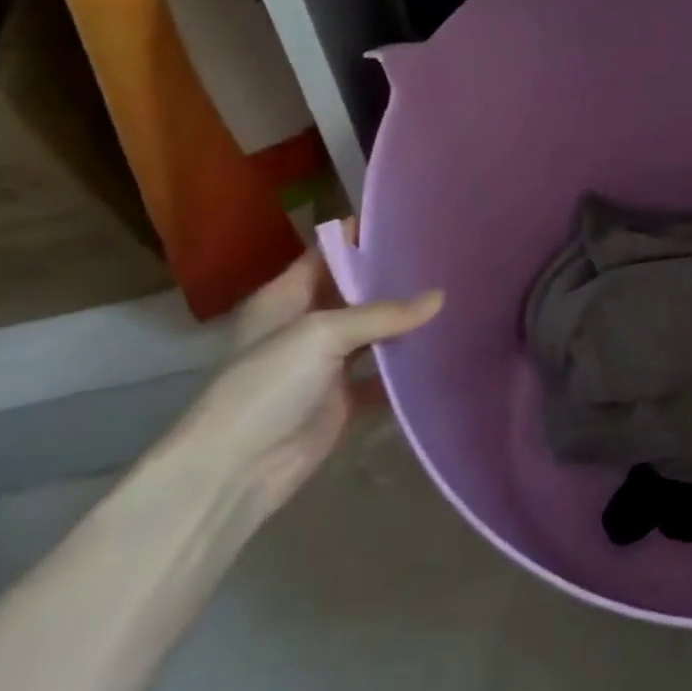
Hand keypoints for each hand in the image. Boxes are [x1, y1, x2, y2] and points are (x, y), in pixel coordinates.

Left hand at [159, 232, 443, 518]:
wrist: (236, 471)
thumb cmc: (266, 386)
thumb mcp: (321, 334)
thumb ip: (382, 314)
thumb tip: (440, 297)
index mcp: (285, 297)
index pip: (327, 253)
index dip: (361, 235)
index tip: (409, 219)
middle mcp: (306, 324)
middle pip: (356, 292)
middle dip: (394, 278)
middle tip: (445, 259)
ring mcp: (326, 364)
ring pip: (374, 333)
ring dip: (406, 323)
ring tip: (455, 297)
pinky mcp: (344, 399)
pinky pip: (383, 375)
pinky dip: (408, 367)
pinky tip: (444, 350)